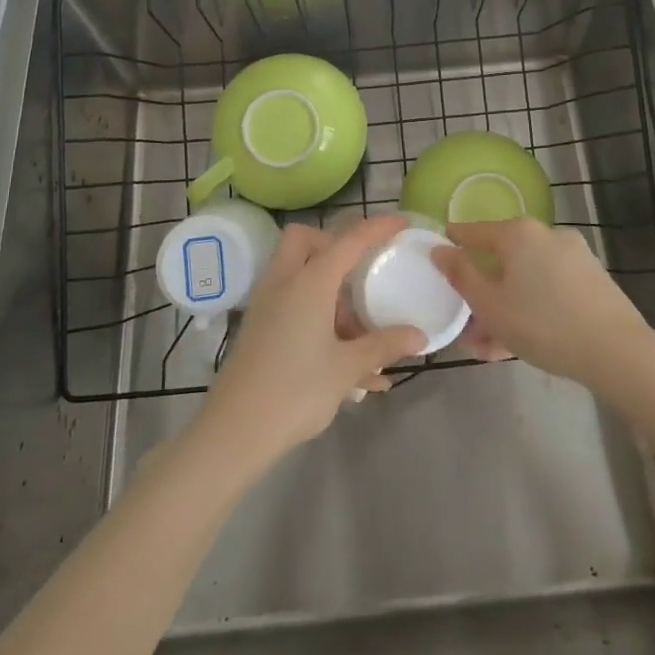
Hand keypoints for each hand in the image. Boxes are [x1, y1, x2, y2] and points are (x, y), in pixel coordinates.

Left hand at [199, 216, 424, 464]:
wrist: (234, 432)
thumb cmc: (295, 391)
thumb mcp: (347, 368)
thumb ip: (383, 345)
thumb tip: (419, 336)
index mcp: (309, 282)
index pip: (348, 240)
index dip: (377, 227)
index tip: (401, 222)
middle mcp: (284, 283)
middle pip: (306, 240)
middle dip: (335, 246)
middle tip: (361, 273)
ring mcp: (267, 305)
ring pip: (299, 274)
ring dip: (331, 293)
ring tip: (363, 338)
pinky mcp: (260, 329)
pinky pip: (293, 305)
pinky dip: (319, 318)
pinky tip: (349, 369)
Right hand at [432, 219, 654, 389]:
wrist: (616, 351)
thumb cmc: (542, 324)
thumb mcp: (490, 305)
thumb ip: (461, 275)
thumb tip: (439, 249)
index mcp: (518, 233)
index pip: (473, 232)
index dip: (452, 246)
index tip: (437, 261)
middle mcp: (546, 235)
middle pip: (501, 260)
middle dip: (481, 294)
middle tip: (468, 328)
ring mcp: (573, 256)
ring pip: (525, 279)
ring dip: (505, 308)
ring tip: (491, 348)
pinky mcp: (591, 279)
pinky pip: (548, 288)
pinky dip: (531, 308)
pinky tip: (521, 343)